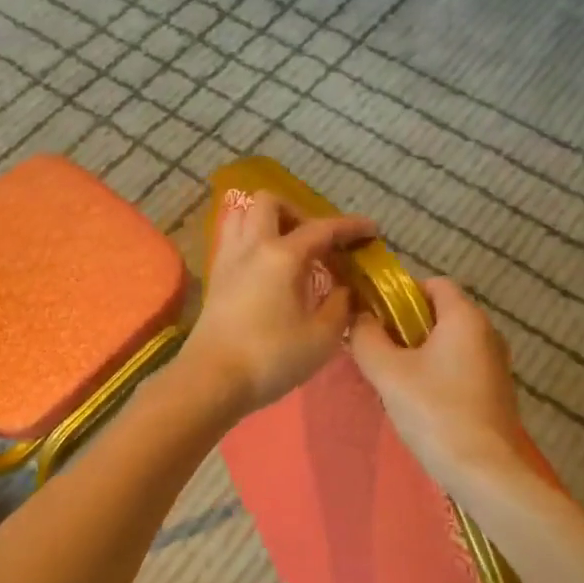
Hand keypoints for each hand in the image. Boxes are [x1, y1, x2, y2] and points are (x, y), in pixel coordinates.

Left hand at [180, 191, 377, 416]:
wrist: (211, 380)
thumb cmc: (271, 358)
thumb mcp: (322, 337)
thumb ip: (340, 306)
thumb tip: (344, 290)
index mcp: (282, 255)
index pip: (322, 228)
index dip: (350, 227)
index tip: (372, 229)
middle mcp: (252, 246)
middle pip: (270, 202)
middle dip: (299, 213)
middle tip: (318, 242)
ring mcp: (228, 259)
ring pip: (243, 215)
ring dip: (269, 221)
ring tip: (290, 248)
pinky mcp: (215, 277)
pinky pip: (233, 239)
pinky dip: (253, 240)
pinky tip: (268, 268)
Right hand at [350, 277, 529, 489]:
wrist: (485, 472)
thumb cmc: (435, 412)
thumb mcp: (388, 372)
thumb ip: (366, 337)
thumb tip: (359, 317)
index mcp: (465, 317)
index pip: (433, 283)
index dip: (400, 293)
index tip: (375, 317)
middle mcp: (487, 332)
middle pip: (441, 312)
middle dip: (406, 325)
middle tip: (378, 349)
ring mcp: (496, 364)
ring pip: (450, 342)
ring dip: (420, 351)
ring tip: (393, 378)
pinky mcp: (497, 391)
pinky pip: (461, 366)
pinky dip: (438, 372)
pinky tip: (419, 400)